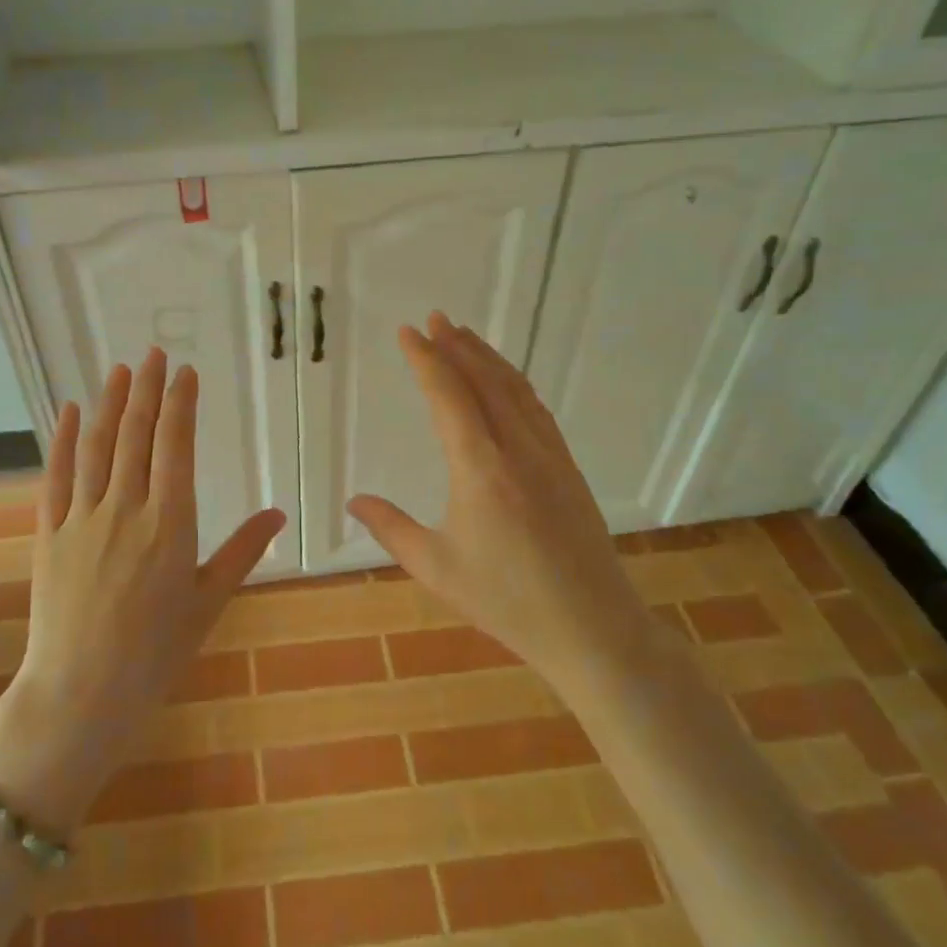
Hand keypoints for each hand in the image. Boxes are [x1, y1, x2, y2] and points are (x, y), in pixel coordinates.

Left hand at [0, 347, 284, 828]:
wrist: (81, 695)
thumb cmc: (155, 653)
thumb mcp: (208, 602)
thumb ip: (242, 551)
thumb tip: (279, 513)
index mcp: (170, 523)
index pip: (175, 446)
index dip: (182, 404)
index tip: (186, 372)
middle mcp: (126, 508)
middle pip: (136, 434)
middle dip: (149, 390)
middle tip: (156, 354)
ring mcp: (82, 518)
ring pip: (98, 446)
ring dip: (111, 403)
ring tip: (122, 369)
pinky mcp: (49, 533)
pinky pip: (57, 476)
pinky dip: (64, 440)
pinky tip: (71, 412)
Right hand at [348, 314, 648, 697]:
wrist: (592, 628)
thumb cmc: (506, 601)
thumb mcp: (436, 568)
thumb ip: (391, 528)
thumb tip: (354, 501)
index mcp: (480, 468)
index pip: (448, 396)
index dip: (426, 359)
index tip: (409, 332)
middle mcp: (518, 449)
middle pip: (485, 381)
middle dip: (458, 346)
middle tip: (436, 319)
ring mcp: (550, 456)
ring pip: (516, 390)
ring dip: (488, 359)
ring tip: (466, 337)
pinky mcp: (568, 469)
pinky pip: (537, 410)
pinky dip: (515, 384)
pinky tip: (508, 384)